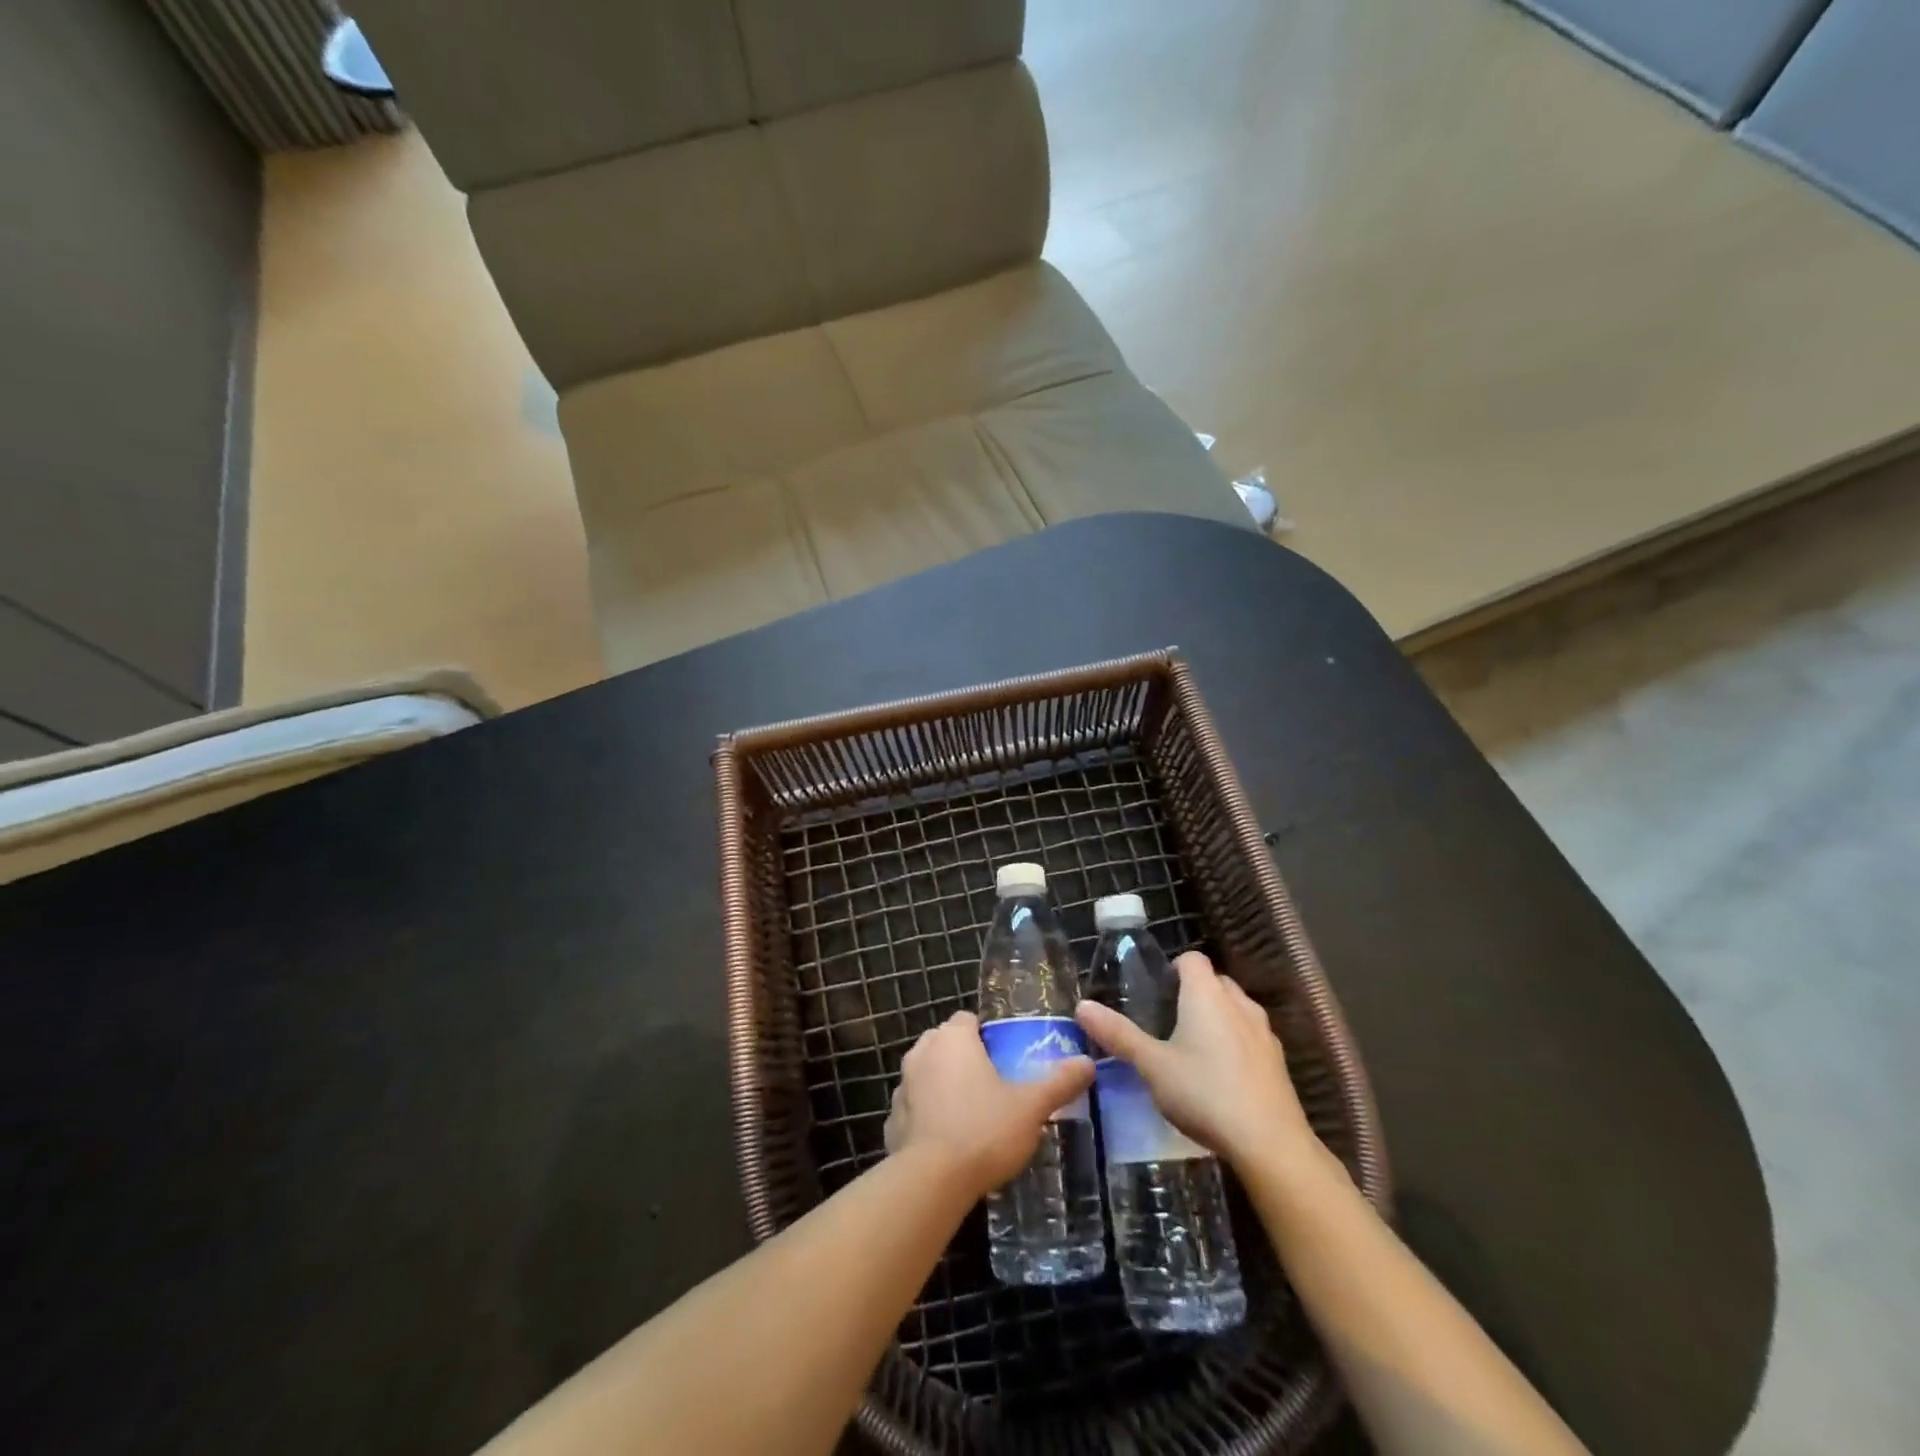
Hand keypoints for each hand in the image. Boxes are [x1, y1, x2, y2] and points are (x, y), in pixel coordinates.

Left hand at [884, 1011, 1094, 1197]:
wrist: (932, 1181)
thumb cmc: (984, 1130)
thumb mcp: (1031, 1106)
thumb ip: (1059, 1082)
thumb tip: (1088, 1062)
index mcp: (953, 1039)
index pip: (967, 1019)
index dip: (986, 1034)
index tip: (1004, 1057)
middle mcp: (921, 1053)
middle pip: (944, 1044)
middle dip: (964, 1058)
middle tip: (992, 1086)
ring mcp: (902, 1086)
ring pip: (926, 1075)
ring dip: (942, 1087)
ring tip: (971, 1116)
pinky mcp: (891, 1121)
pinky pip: (914, 1109)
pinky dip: (926, 1118)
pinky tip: (946, 1143)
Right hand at [1075, 951, 1316, 1170]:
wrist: (1270, 1143)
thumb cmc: (1204, 1093)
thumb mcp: (1152, 1065)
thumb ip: (1118, 1034)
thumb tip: (1081, 1006)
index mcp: (1206, 994)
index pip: (1191, 959)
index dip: (1173, 970)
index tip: (1156, 995)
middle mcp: (1238, 1002)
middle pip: (1214, 981)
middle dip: (1193, 994)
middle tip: (1168, 1023)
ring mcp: (1264, 1031)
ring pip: (1235, 1009)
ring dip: (1217, 1018)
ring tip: (1193, 1050)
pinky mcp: (1278, 1061)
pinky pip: (1251, 1036)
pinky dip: (1236, 1044)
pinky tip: (1222, 1078)